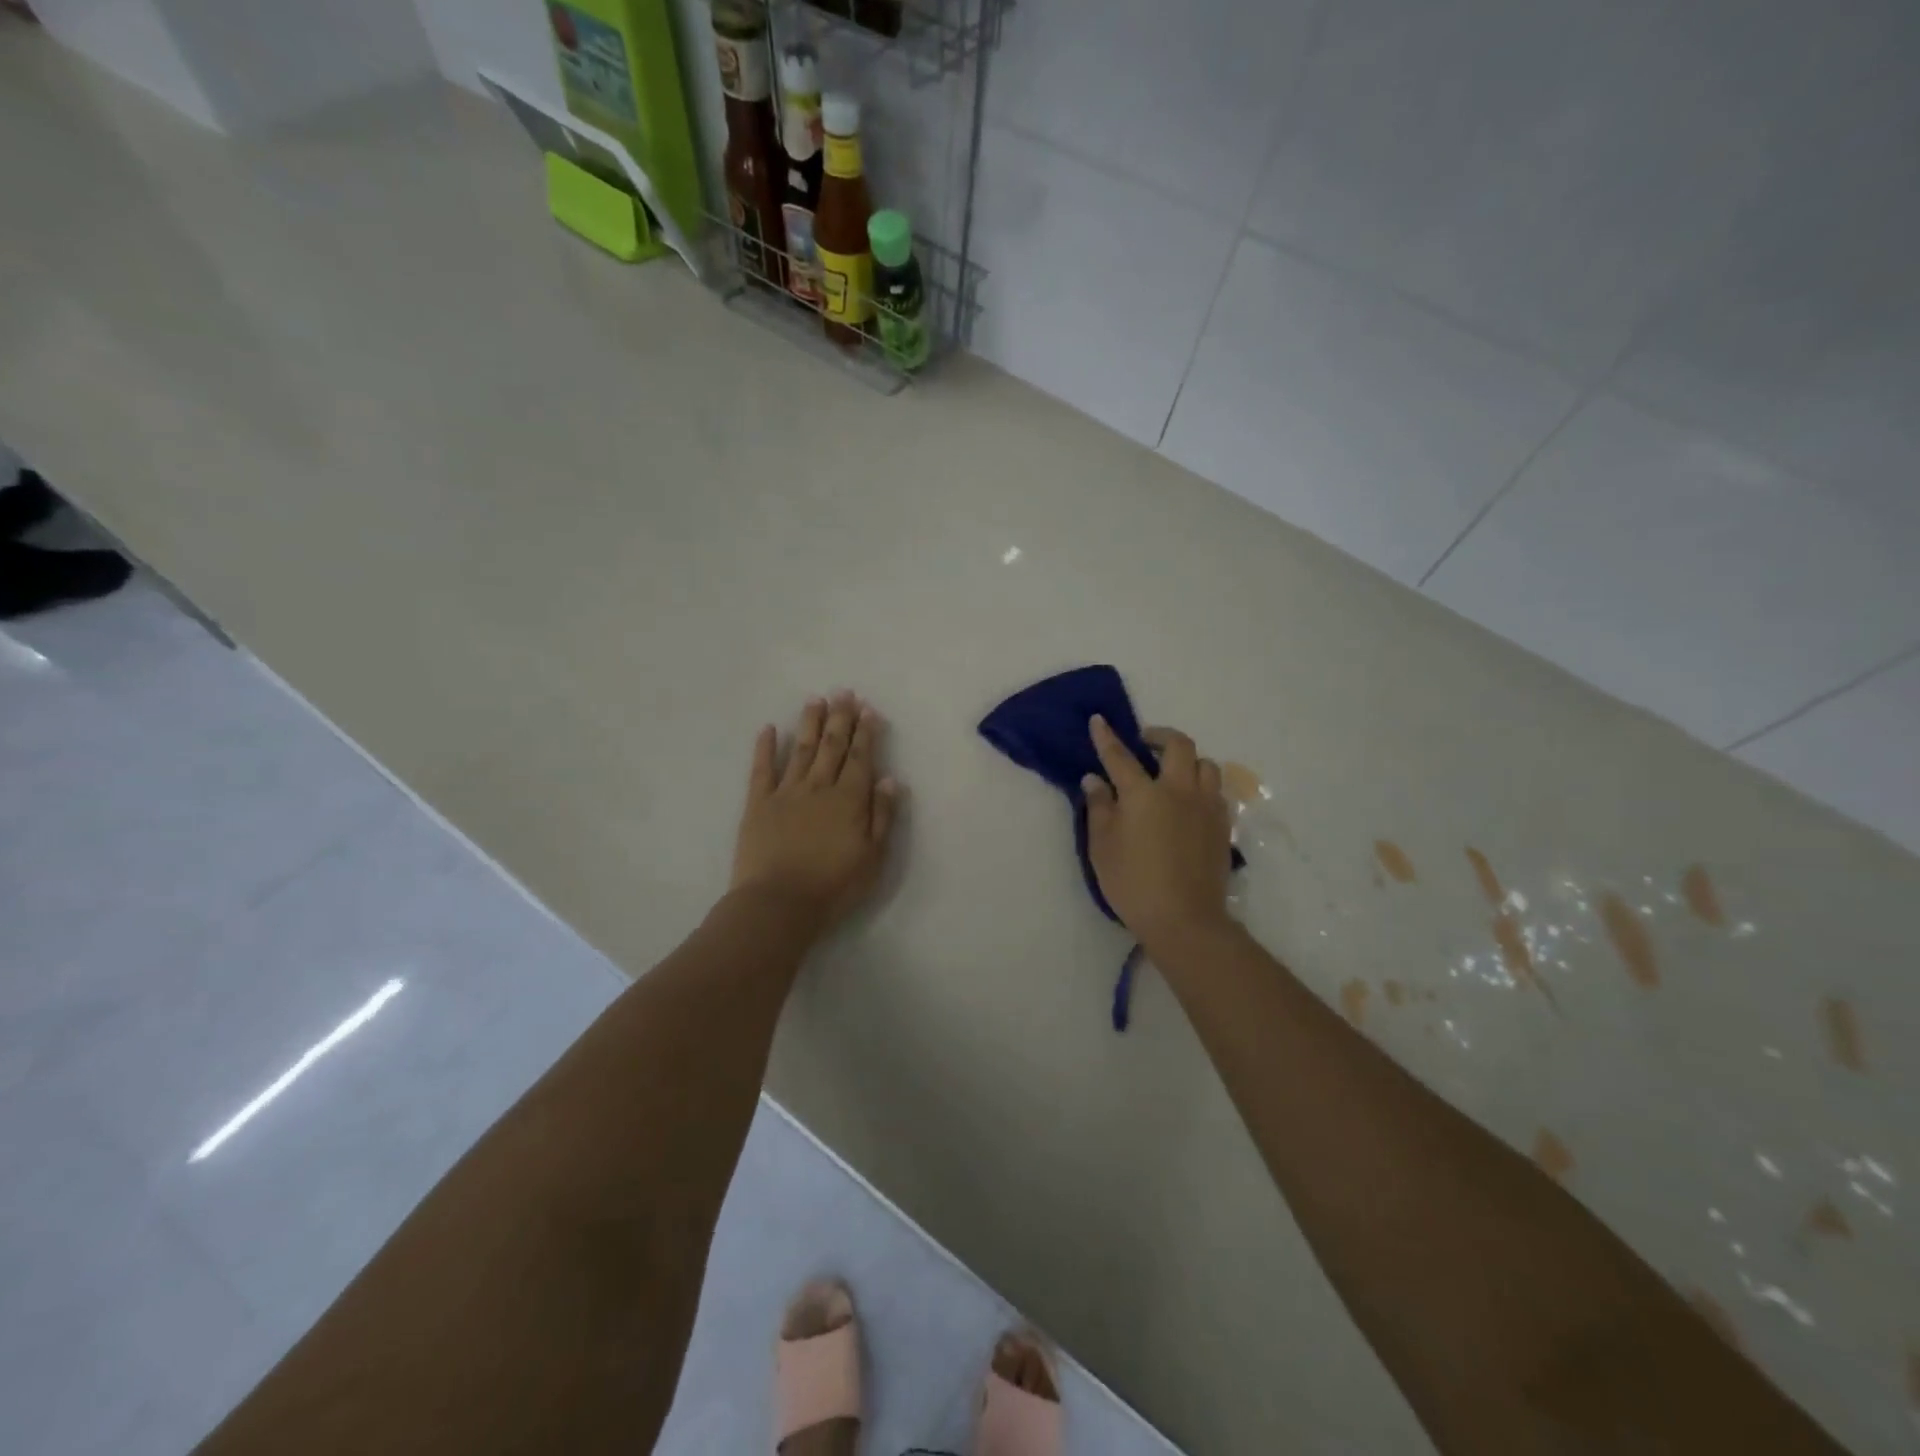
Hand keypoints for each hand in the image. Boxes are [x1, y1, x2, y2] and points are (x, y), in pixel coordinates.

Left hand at [731, 692, 899, 933]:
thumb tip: (889, 778)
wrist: (779, 904)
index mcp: (849, 799)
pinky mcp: (758, 804)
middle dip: (840, 718)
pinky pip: (762, 769)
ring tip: (816, 700)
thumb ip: (882, 815)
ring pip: (801, 749)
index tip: (868, 709)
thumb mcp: (873, 857)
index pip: (861, 757)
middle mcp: (819, 787)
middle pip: (832, 746)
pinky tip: (768, 728)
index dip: (865, 732)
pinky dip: (765, 747)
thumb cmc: (834, 886)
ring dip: (810, 723)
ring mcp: (786, 792)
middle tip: (844, 692)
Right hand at [1083, 715, 1233, 948]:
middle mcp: (1179, 790)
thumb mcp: (1102, 847)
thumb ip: (1099, 808)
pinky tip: (1190, 801)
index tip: (1099, 720)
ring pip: (1205, 764)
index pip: (1120, 756)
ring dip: (1188, 760)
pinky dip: (1201, 785)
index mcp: (1143, 794)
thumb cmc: (1133, 883)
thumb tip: (1095, 780)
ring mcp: (1206, 806)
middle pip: (1178, 745)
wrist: (1185, 919)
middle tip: (1145, 742)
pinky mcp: (1223, 825)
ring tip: (1172, 772)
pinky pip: (1216, 791)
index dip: (1107, 737)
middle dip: (1159, 735)